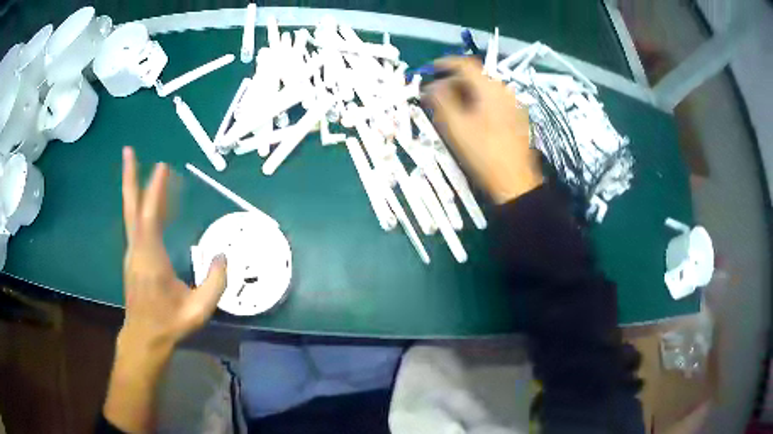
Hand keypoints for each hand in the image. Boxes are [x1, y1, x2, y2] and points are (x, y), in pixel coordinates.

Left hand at [120, 146, 226, 353]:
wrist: (144, 337)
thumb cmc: (170, 323)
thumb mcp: (198, 310)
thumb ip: (214, 284)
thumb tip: (223, 255)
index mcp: (150, 259)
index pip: (150, 218)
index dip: (155, 191)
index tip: (163, 166)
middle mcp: (136, 249)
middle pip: (131, 207)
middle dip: (130, 177)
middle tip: (128, 151)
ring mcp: (132, 252)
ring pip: (133, 213)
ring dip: (137, 188)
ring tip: (146, 168)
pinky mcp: (133, 256)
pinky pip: (137, 223)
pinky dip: (143, 206)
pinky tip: (153, 203)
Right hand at [425, 57, 542, 203]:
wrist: (515, 182)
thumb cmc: (483, 153)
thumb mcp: (455, 126)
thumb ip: (440, 101)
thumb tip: (431, 86)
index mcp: (490, 88)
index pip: (465, 64)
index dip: (445, 64)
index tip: (429, 70)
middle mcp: (504, 90)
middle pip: (475, 76)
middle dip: (452, 82)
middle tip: (435, 95)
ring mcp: (513, 104)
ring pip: (483, 89)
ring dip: (464, 93)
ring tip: (448, 107)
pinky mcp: (516, 117)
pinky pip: (492, 100)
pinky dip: (476, 101)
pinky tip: (468, 117)